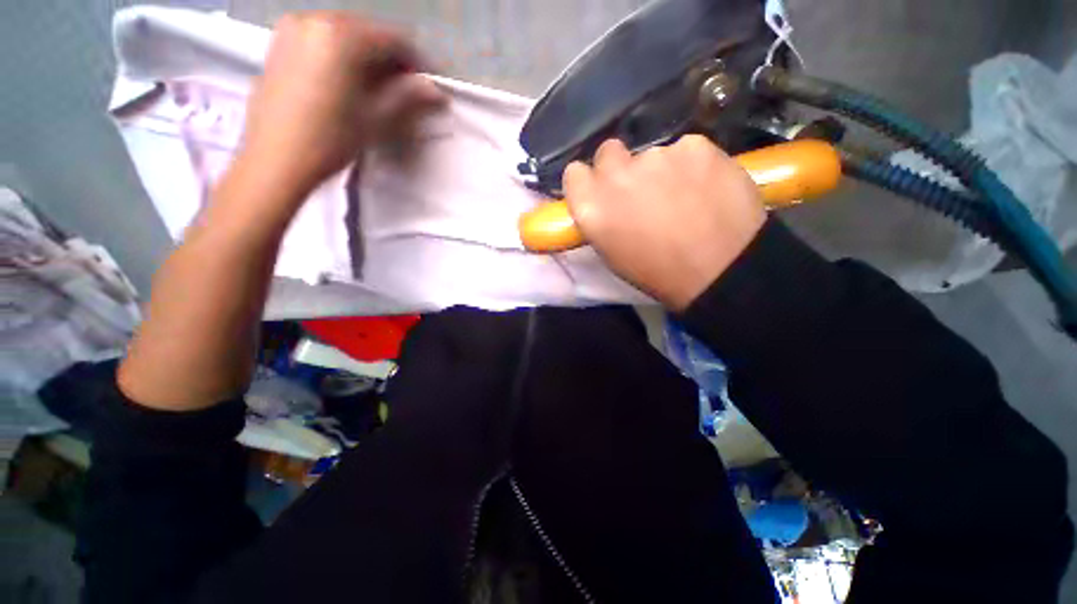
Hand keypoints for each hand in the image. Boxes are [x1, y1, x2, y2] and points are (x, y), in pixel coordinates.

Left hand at [234, 12, 445, 201]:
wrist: (274, 160)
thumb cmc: (330, 140)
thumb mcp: (376, 118)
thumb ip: (408, 97)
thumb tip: (436, 90)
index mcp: (341, 35)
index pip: (394, 39)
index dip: (419, 63)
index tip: (431, 86)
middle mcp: (315, 18)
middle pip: (369, 32)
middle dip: (393, 60)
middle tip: (408, 90)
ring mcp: (293, 28)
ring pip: (346, 35)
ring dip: (370, 58)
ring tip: (382, 88)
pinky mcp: (280, 42)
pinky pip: (323, 39)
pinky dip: (345, 56)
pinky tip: (351, 81)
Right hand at [564, 135, 765, 310]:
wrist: (721, 270)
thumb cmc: (657, 272)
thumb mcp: (611, 253)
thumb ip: (598, 218)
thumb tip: (600, 201)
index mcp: (591, 206)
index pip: (574, 173)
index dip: (588, 182)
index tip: (600, 192)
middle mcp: (617, 175)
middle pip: (608, 152)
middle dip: (619, 168)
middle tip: (640, 190)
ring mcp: (656, 156)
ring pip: (651, 154)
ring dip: (660, 170)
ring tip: (683, 197)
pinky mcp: (695, 145)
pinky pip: (686, 150)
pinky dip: (692, 165)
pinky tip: (706, 187)